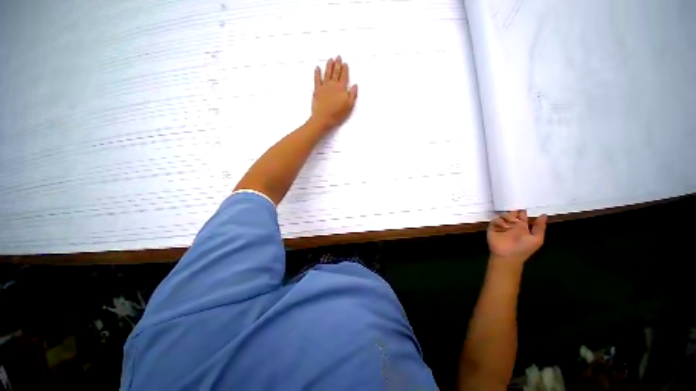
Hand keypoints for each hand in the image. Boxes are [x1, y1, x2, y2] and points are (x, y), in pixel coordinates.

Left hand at [311, 56, 357, 129]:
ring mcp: (324, 86)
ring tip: (330, 59)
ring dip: (329, 66)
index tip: (345, 63)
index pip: (344, 76)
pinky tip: (317, 68)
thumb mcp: (349, 106)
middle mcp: (333, 85)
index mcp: (341, 88)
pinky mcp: (317, 90)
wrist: (323, 118)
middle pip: (336, 72)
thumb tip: (355, 85)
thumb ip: (353, 95)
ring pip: (327, 73)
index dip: (345, 69)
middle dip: (337, 64)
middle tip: (338, 57)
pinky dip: (317, 73)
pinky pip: (317, 79)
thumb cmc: (337, 114)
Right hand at [487, 210, 546, 263]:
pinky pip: (495, 220)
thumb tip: (544, 214)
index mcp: (522, 227)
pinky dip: (499, 222)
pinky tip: (504, 227)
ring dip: (507, 217)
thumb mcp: (537, 239)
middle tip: (515, 212)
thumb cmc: (524, 248)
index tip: (523, 209)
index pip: (521, 216)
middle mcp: (512, 225)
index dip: (522, 212)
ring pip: (503, 215)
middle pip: (511, 214)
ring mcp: (502, 226)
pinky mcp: (493, 228)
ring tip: (511, 222)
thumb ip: (540, 227)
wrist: (509, 256)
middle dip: (513, 212)